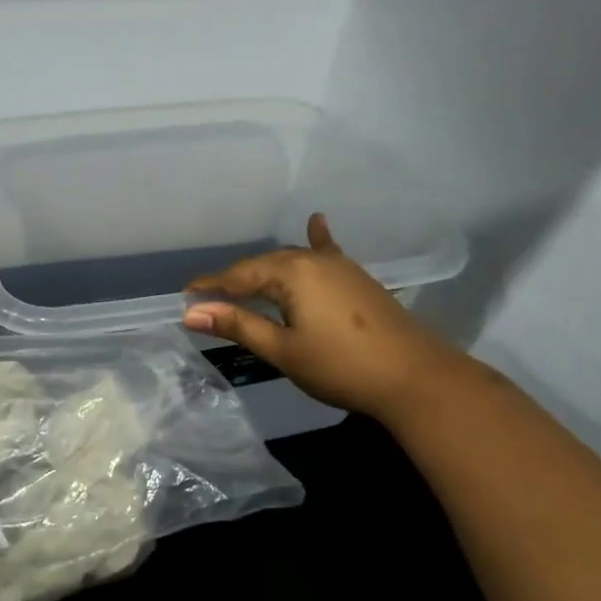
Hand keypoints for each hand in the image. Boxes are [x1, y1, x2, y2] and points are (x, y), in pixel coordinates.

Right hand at [182, 213, 469, 422]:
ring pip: (290, 262)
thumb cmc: (341, 366)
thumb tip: (191, 313)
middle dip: (234, 281)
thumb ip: (237, 325)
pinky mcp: (357, 278)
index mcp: (291, 272)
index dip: (210, 287)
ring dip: (264, 272)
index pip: (237, 276)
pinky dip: (316, 240)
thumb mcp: (282, 349)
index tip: (184, 297)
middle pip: (262, 266)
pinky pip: (326, 253)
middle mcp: (313, 259)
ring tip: (242, 285)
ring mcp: (339, 266)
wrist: (416, 377)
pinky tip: (315, 222)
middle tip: (209, 300)